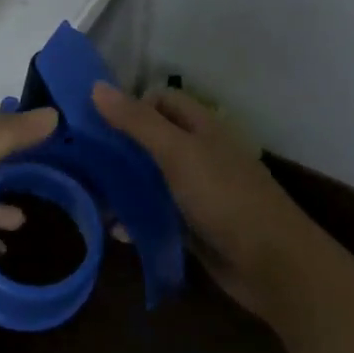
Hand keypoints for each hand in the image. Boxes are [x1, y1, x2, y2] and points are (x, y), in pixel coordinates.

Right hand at [90, 83, 323, 317]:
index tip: (96, 122)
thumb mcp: (177, 153)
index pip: (161, 100)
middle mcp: (198, 154)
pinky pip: (156, 213)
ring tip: (89, 195)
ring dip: (122, 185)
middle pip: (151, 138)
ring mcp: (196, 191)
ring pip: (150, 178)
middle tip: (80, 158)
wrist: (273, 265)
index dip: (130, 104)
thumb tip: (95, 86)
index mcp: (201, 127)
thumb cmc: (225, 198)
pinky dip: (135, 218)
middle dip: (118, 146)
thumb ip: (137, 122)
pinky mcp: (192, 225)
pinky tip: (115, 229)